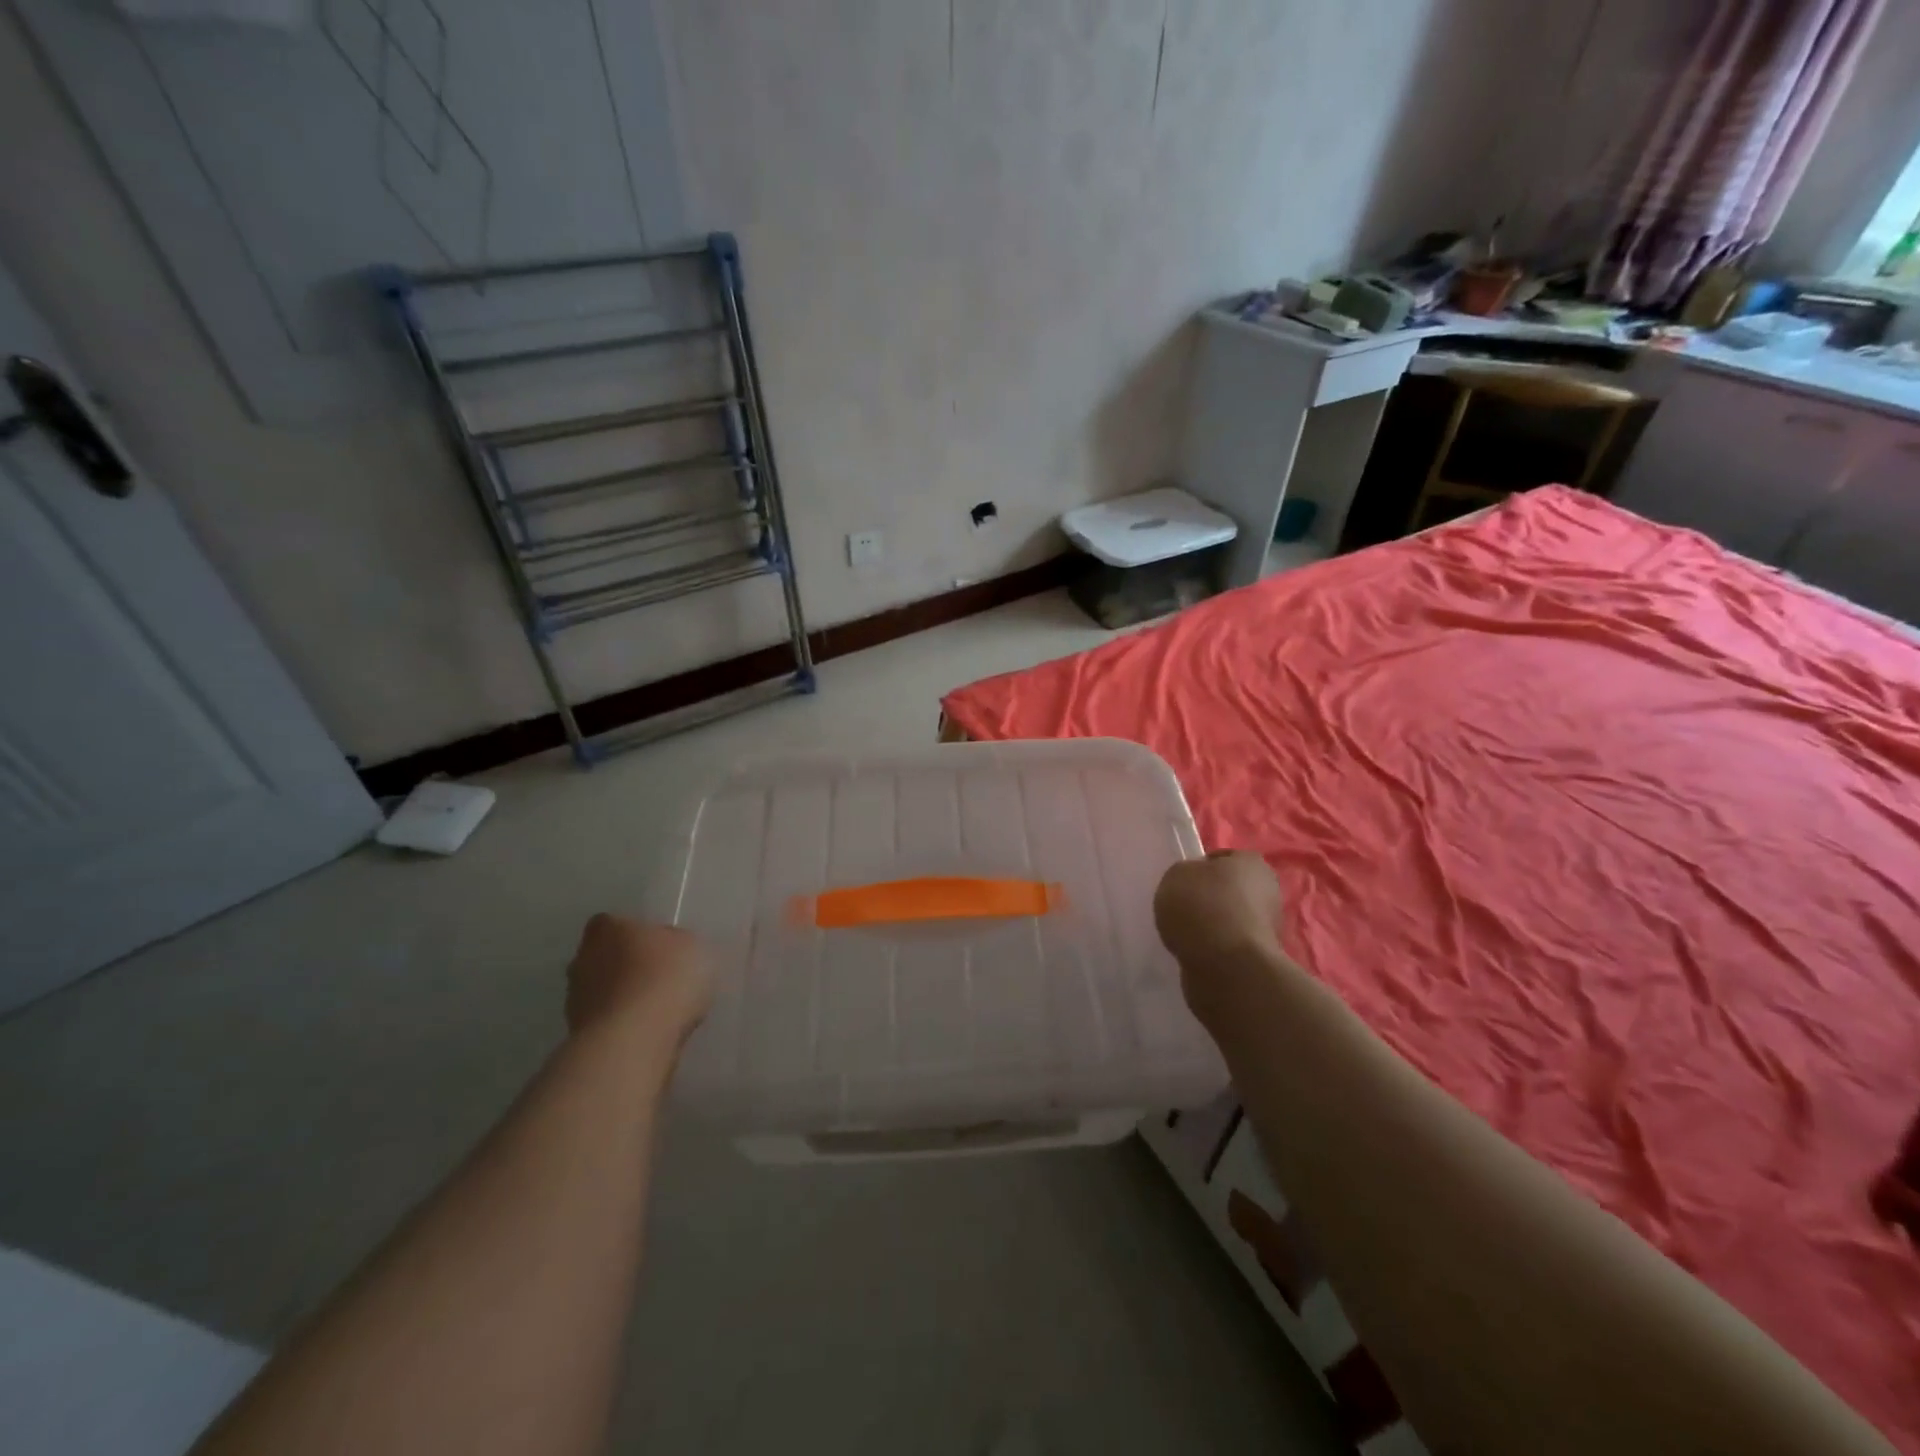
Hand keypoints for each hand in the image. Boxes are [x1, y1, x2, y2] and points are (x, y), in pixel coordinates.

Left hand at [565, 914, 712, 1047]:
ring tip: (658, 1011)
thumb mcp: (692, 946)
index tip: (660, 949)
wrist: (635, 1040)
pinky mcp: (578, 1036)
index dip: (637, 936)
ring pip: (604, 992)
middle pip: (605, 958)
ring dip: (623, 999)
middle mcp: (582, 959)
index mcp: (607, 929)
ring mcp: (575, 1000)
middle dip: (627, 968)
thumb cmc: (666, 978)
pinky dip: (623, 1026)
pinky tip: (649, 1032)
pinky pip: (607, 1023)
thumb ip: (677, 944)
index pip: (615, 924)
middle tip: (660, 979)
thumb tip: (670, 949)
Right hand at [1154, 852, 1296, 1021]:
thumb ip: (1185, 874)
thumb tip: (1193, 884)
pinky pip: (1230, 946)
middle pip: (1229, 890)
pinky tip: (1198, 953)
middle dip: (1209, 899)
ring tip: (1187, 935)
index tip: (1181, 885)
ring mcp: (1268, 927)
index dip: (1199, 869)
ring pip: (1231, 919)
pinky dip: (1215, 950)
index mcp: (1251, 862)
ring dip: (1213, 926)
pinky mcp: (1261, 958)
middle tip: (1183, 909)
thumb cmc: (1202, 907)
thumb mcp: (1176, 875)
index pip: (1222, 859)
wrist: (1227, 966)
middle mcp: (1267, 891)